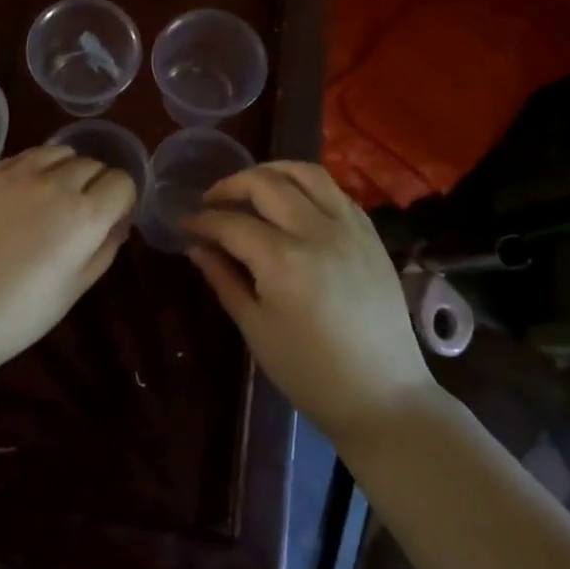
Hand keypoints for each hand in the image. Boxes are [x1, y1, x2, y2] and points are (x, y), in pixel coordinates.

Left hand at [0, 145, 137, 375]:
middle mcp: (55, 183)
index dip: (121, 200)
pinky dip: (34, 168)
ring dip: (66, 169)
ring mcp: (16, 174)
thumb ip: (103, 249)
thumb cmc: (18, 316)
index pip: (122, 182)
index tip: (111, 218)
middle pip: (93, 164)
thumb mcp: (74, 290)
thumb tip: (117, 223)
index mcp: (84, 215)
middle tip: (81, 213)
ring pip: (59, 152)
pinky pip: (23, 156)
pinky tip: (21, 195)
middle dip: (97, 184)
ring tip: (53, 196)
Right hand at [185, 161, 435, 441]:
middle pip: (265, 183)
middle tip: (212, 201)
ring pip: (306, 173)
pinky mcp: (370, 234)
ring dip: (271, 171)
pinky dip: (306, 186)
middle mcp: (317, 232)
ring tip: (250, 187)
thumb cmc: (310, 373)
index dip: (202, 220)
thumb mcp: (256, 329)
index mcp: (283, 261)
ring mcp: (350, 228)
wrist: (384, 396)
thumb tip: (197, 247)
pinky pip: (335, 191)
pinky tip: (292, 202)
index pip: (231, 223)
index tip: (185, 224)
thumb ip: (224, 280)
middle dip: (231, 185)